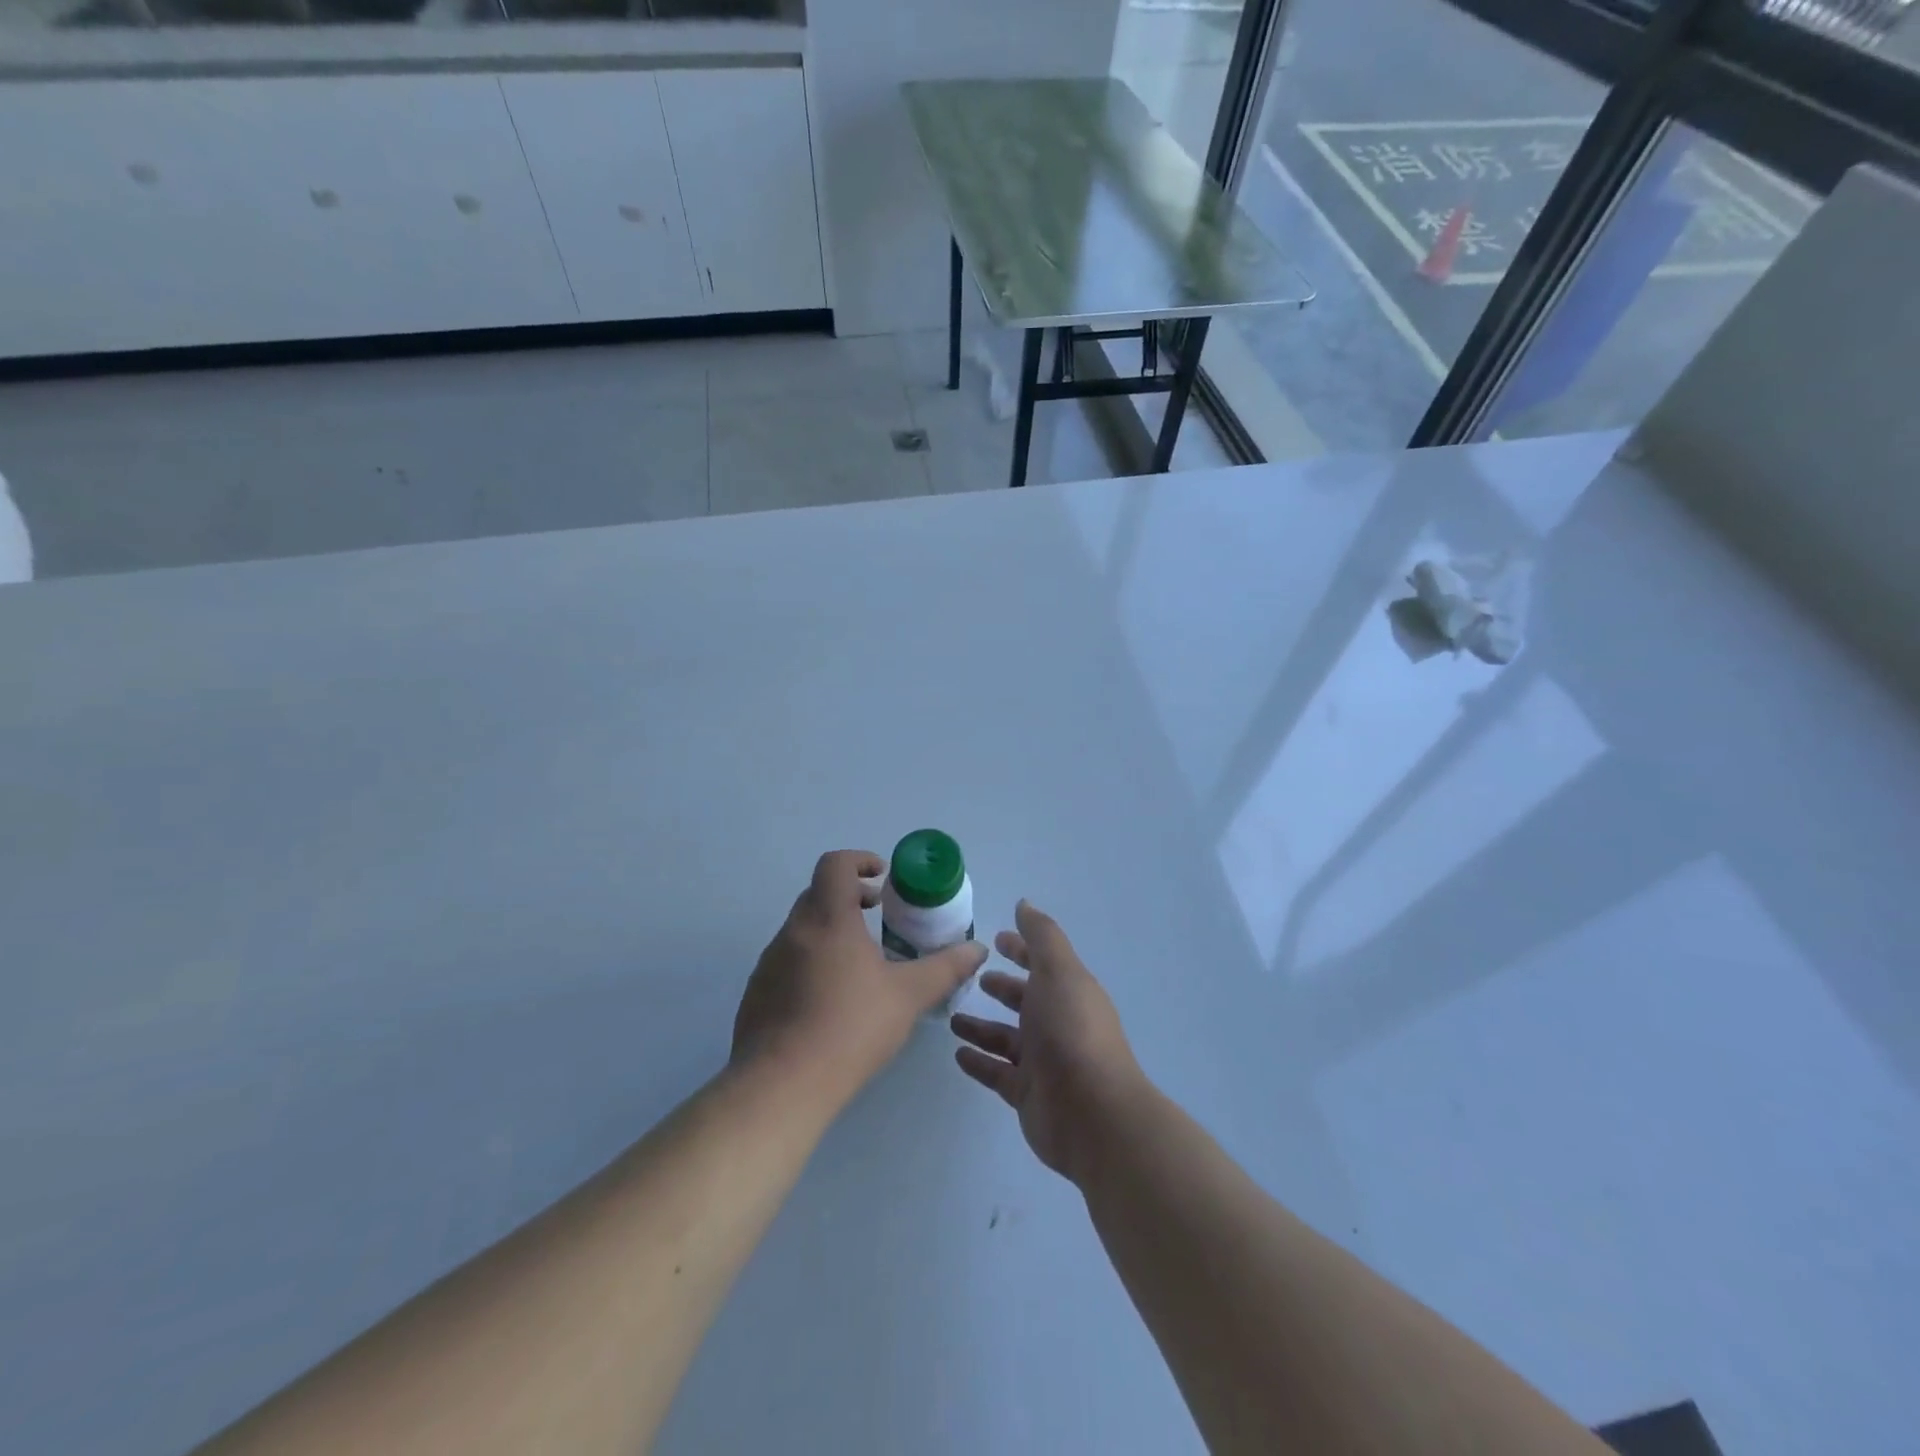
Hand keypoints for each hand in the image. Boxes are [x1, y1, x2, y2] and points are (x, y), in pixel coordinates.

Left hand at [733, 849, 986, 1106]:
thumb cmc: (851, 1027)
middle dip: (849, 898)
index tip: (882, 879)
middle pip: (818, 894)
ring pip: (802, 930)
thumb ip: (946, 968)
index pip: (835, 864)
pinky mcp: (756, 992)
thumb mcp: (909, 996)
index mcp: (828, 918)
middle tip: (878, 919)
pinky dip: (810, 963)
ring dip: (830, 932)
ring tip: (859, 966)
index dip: (860, 860)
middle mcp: (793, 930)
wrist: (781, 1085)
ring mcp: (769, 962)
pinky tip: (829, 1002)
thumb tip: (978, 949)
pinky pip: (787, 962)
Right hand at [950, 900, 1146, 1182]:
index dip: (1021, 949)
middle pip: (1025, 1000)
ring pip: (1007, 1038)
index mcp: (1068, 991)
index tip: (995, 940)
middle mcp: (1058, 1023)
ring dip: (982, 1026)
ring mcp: (1043, 1061)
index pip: (1042, 963)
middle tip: (971, 978)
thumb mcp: (1058, 971)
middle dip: (1002, 988)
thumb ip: (1041, 936)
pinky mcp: (1028, 1094)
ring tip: (952, 1019)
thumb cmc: (1072, 1030)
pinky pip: (998, 1072)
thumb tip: (1024, 904)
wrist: (1092, 1113)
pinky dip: (979, 1062)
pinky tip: (957, 1054)